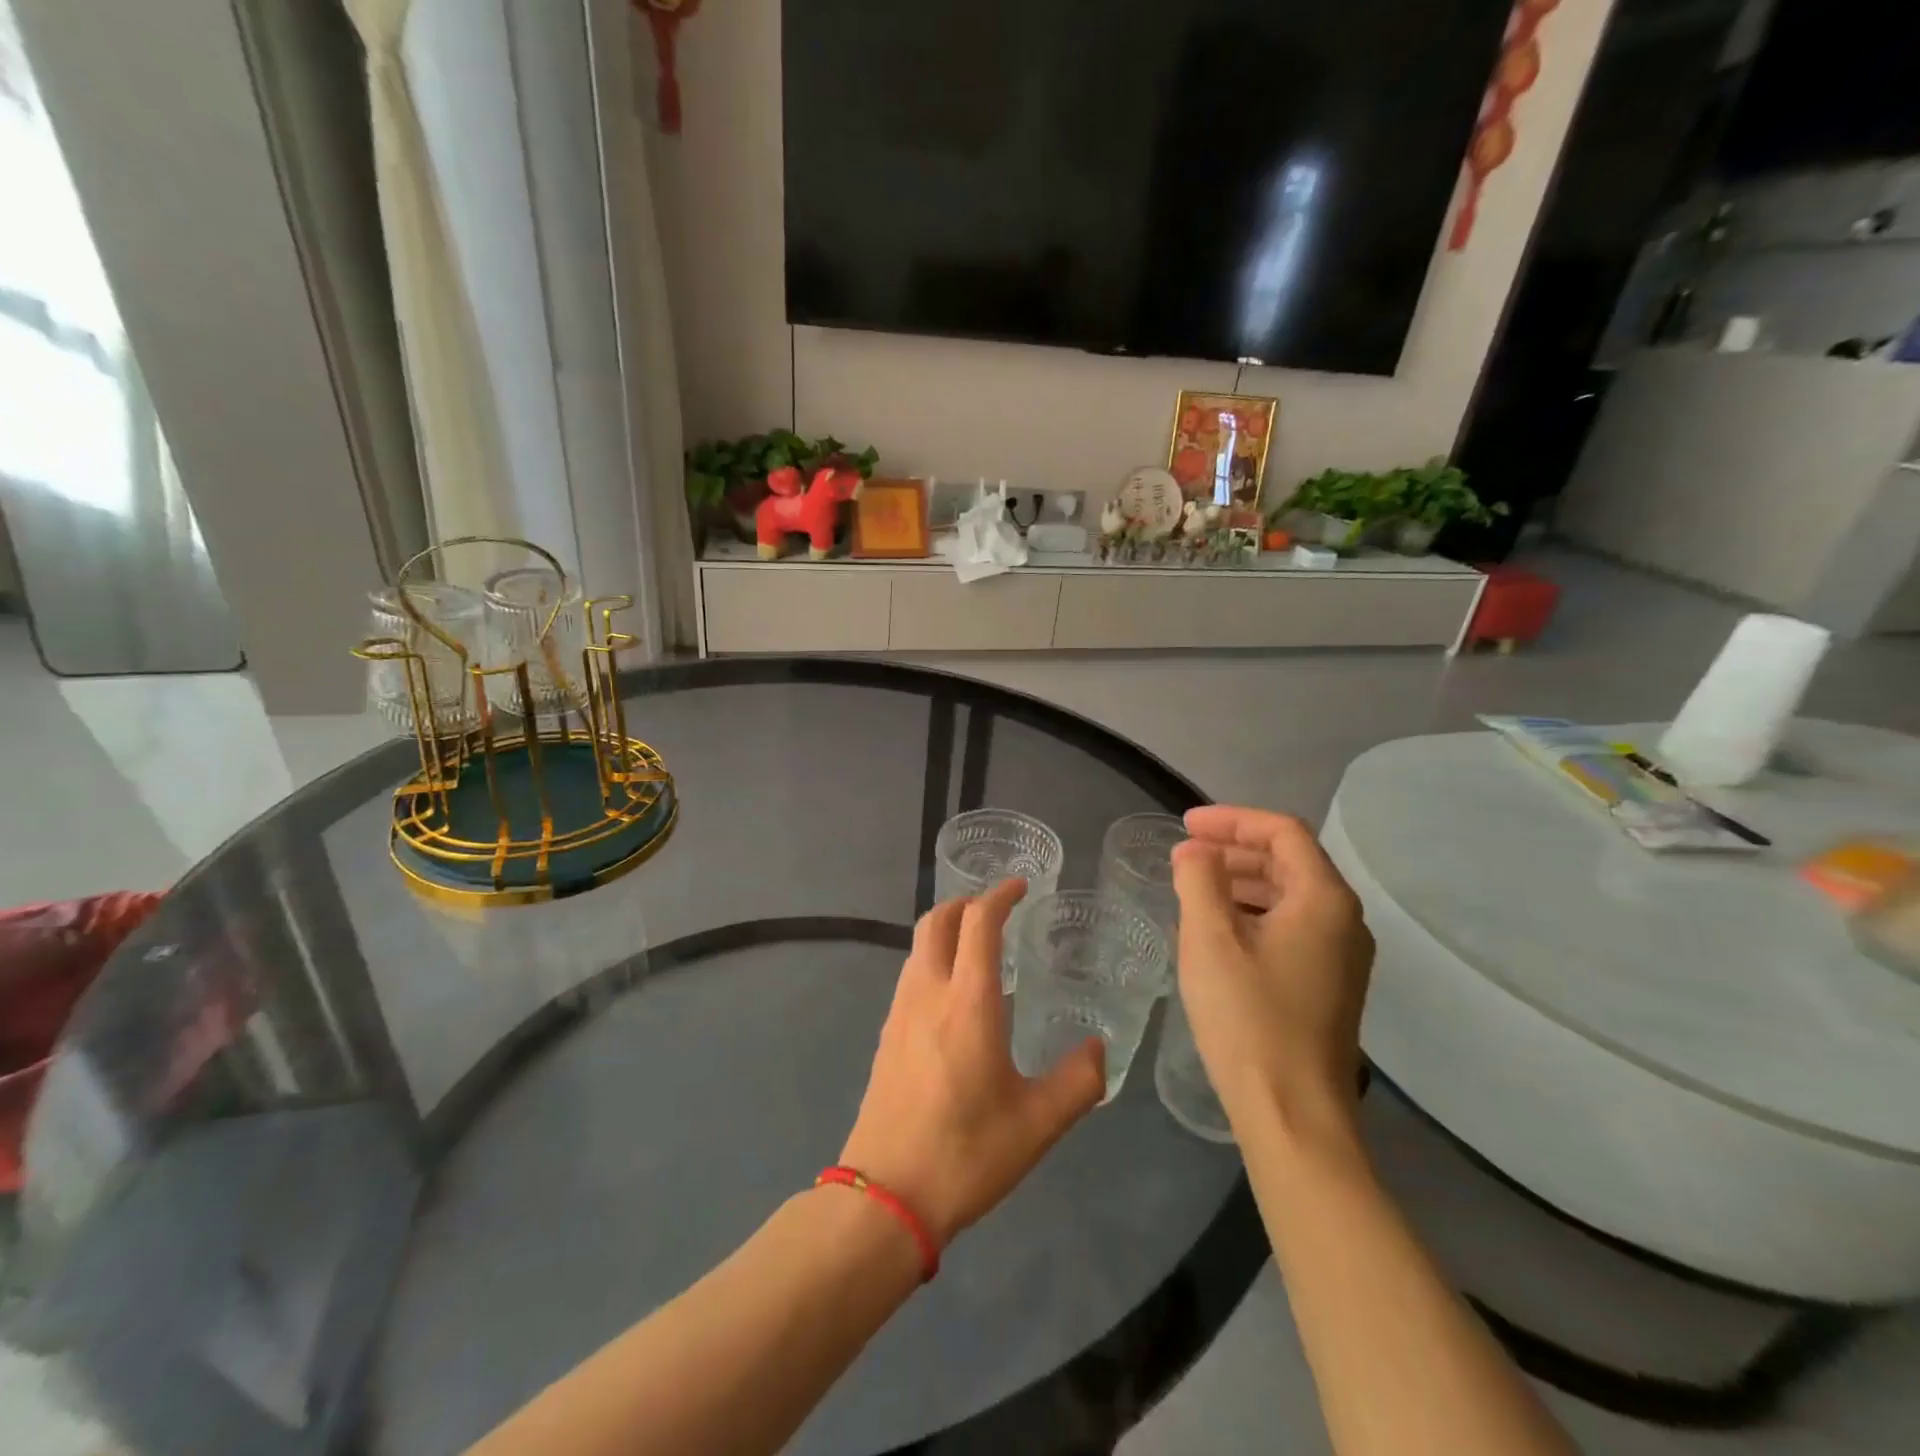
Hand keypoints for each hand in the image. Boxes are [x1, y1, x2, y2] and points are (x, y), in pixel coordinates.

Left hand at [838, 880, 1105, 1246]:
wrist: (885, 1195)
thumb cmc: (966, 1153)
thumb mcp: (1038, 1124)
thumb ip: (1078, 1081)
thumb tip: (1099, 1048)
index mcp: (968, 1001)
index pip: (978, 923)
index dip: (999, 895)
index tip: (1020, 887)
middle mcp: (928, 992)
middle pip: (937, 921)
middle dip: (966, 902)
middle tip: (997, 909)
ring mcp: (900, 1012)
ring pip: (919, 946)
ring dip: (946, 930)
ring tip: (978, 947)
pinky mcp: (886, 1035)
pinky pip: (911, 975)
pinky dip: (933, 960)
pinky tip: (953, 995)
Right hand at [1170, 806, 1373, 1133]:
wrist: (1294, 1114)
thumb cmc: (1248, 1018)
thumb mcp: (1209, 939)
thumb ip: (1199, 880)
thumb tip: (1195, 851)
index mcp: (1324, 899)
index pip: (1282, 833)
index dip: (1232, 820)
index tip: (1185, 825)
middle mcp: (1345, 921)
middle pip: (1290, 860)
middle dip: (1235, 849)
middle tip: (1186, 854)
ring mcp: (1342, 957)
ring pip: (1291, 896)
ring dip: (1243, 881)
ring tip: (1195, 887)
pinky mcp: (1330, 986)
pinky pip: (1292, 927)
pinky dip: (1254, 913)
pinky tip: (1219, 931)